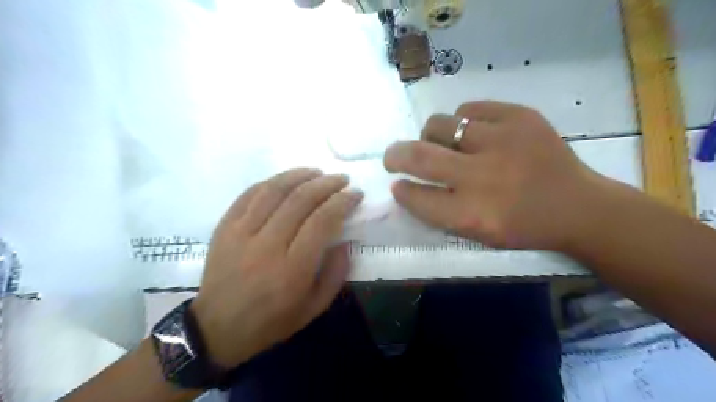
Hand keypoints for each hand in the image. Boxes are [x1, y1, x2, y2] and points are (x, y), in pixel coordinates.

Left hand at [190, 168, 364, 367]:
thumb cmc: (270, 322)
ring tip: (317, 173)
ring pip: (273, 191)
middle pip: (300, 201)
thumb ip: (336, 274)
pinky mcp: (224, 227)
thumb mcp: (314, 308)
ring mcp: (241, 234)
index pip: (322, 222)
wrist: (216, 328)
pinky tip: (287, 180)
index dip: (342, 202)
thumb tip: (344, 241)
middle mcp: (266, 246)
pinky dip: (272, 182)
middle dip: (326, 184)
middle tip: (342, 179)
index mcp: (292, 270)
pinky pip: (249, 194)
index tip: (355, 194)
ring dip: (299, 176)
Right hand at [386, 100, 608, 251]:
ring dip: (431, 136)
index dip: (402, 189)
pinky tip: (472, 132)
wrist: (579, 206)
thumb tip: (409, 185)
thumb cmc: (523, 227)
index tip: (397, 184)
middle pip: (420, 156)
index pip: (417, 196)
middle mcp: (482, 177)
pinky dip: (462, 121)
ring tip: (442, 143)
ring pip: (440, 124)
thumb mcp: (478, 234)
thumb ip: (440, 212)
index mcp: (472, 214)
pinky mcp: (520, 117)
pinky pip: (470, 109)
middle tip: (393, 157)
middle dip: (396, 155)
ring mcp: (501, 141)